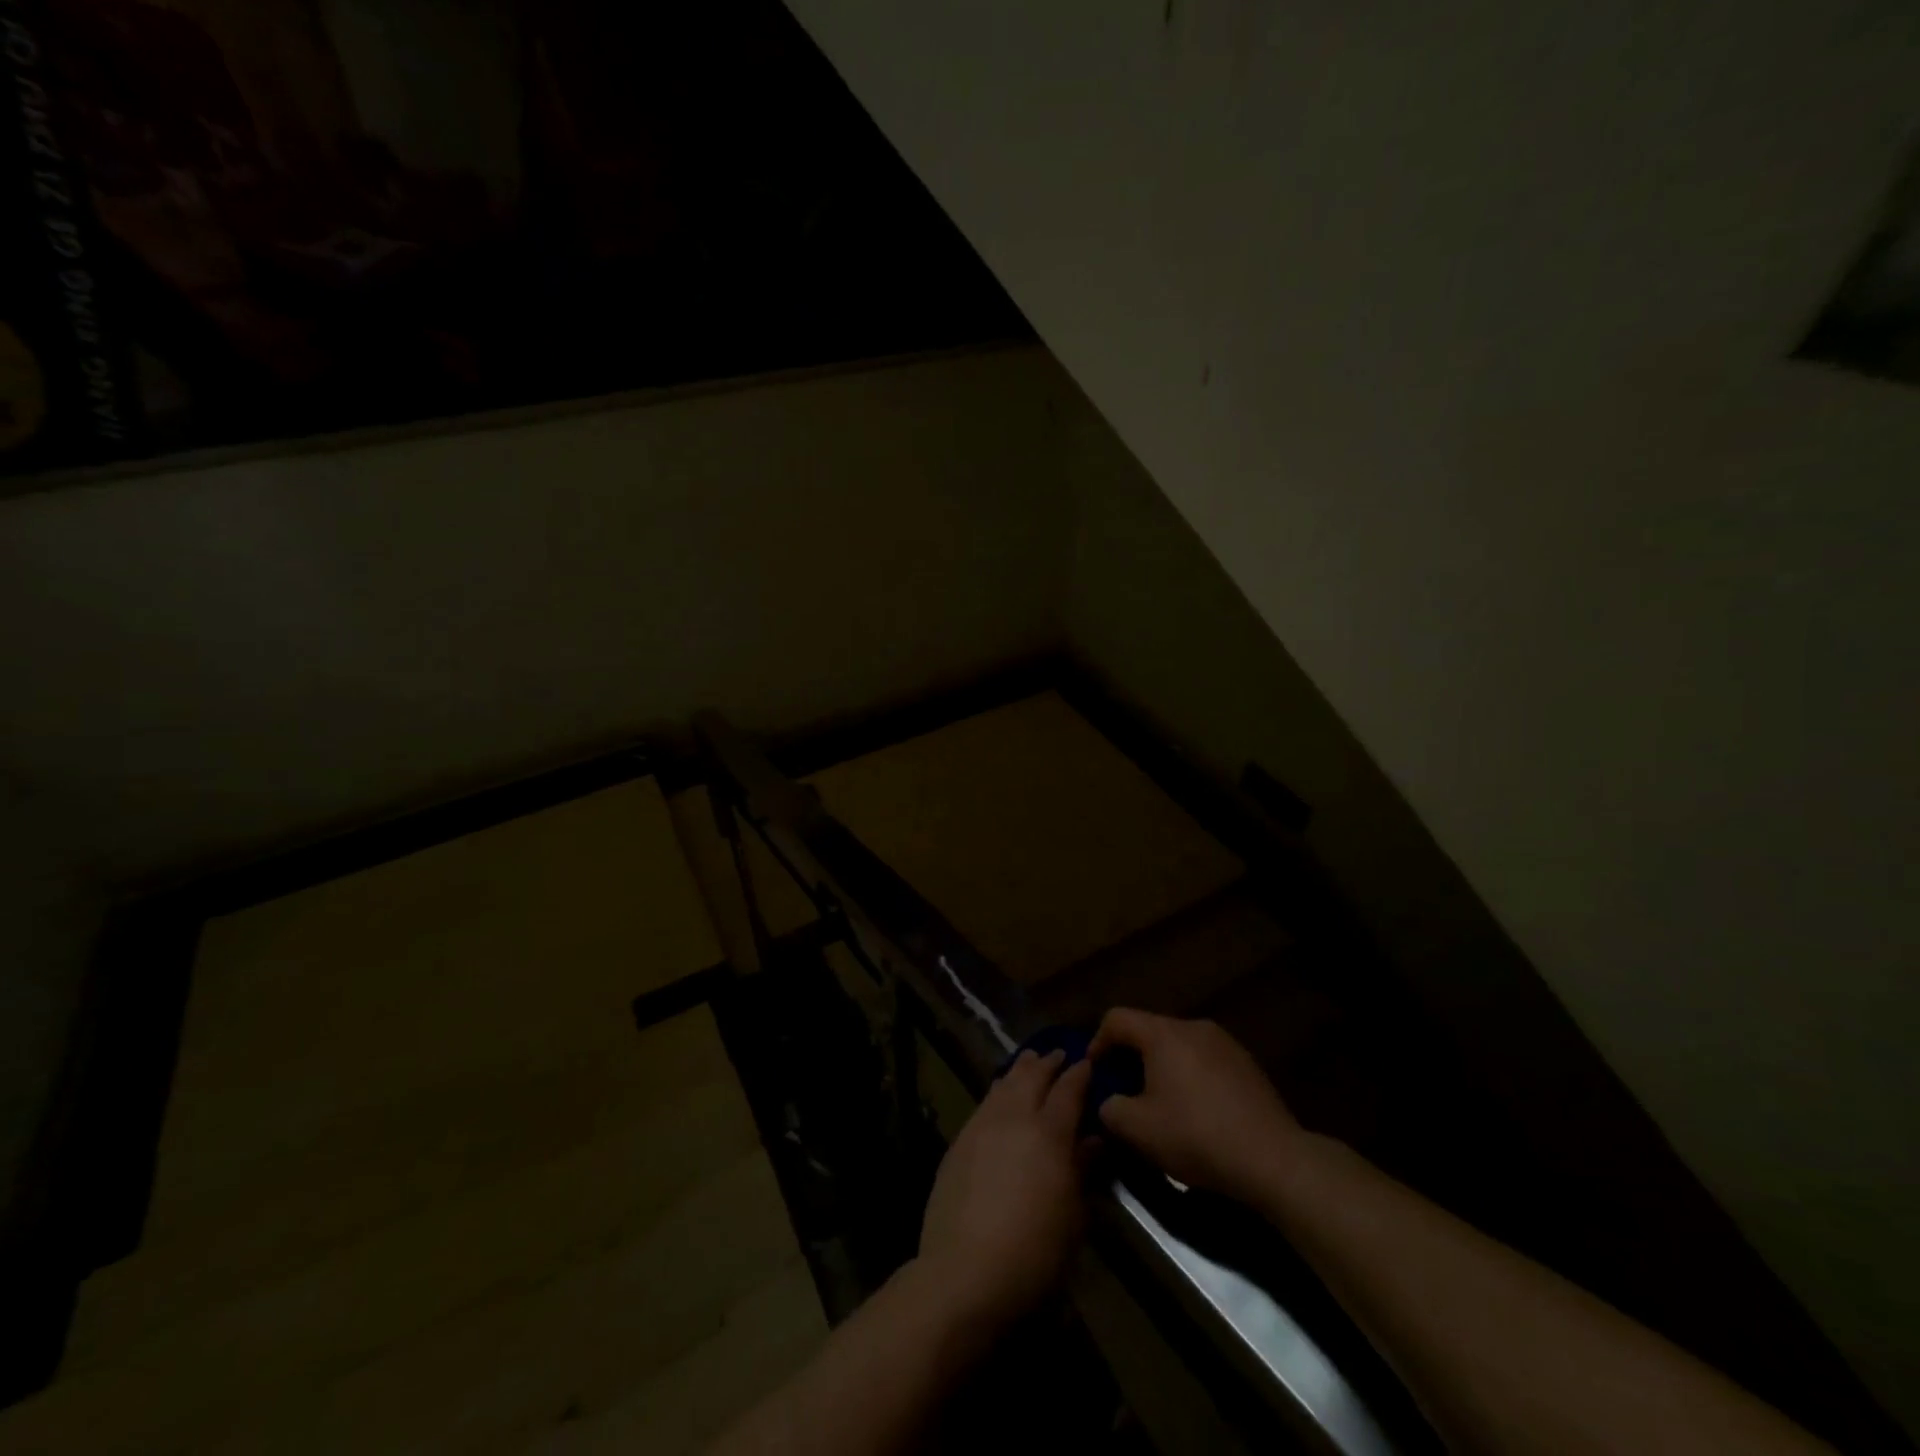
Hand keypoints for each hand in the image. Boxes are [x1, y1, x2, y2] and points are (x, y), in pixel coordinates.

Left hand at [918, 1049, 1092, 1329]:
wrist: (965, 1272)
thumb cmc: (1034, 1253)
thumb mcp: (1073, 1216)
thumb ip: (1082, 1170)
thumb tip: (1093, 1139)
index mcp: (1049, 1133)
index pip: (1068, 1090)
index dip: (1080, 1074)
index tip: (1088, 1062)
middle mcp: (1015, 1117)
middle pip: (1032, 1076)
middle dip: (1048, 1063)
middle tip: (1059, 1054)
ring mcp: (982, 1125)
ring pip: (1005, 1083)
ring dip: (1020, 1069)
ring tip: (1029, 1061)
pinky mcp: (960, 1141)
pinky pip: (984, 1102)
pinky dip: (998, 1089)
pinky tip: (1001, 1093)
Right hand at [1091, 1009, 1306, 1203]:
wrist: (1273, 1158)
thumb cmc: (1197, 1136)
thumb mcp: (1138, 1130)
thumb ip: (1110, 1109)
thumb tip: (1108, 1102)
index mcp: (1163, 1034)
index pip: (1117, 1019)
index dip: (1097, 1042)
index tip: (1094, 1072)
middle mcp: (1193, 1027)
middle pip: (1149, 1031)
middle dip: (1130, 1058)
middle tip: (1124, 1091)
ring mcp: (1224, 1043)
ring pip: (1178, 1046)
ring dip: (1161, 1068)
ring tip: (1160, 1103)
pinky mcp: (1247, 1064)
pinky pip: (1204, 1060)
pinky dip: (1189, 1076)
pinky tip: (1196, 1112)